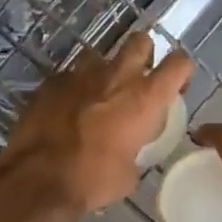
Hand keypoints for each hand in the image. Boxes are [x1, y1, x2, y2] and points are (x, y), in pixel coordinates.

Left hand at [0, 31, 192, 213]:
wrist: (40, 179)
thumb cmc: (94, 179)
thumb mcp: (130, 174)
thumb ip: (136, 152)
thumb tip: (129, 153)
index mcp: (145, 97)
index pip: (179, 63)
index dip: (181, 71)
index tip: (176, 87)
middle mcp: (117, 75)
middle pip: (140, 41)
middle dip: (143, 55)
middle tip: (138, 80)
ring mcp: (81, 74)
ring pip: (100, 56)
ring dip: (104, 72)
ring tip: (97, 96)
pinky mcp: (51, 82)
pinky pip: (70, 76)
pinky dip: (74, 89)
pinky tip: (67, 110)